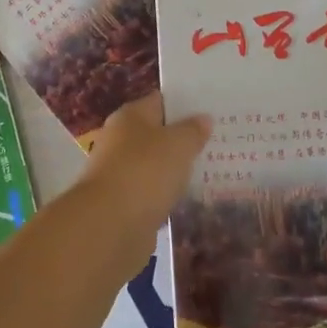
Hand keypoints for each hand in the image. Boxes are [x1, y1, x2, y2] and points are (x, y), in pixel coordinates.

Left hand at [80, 93, 211, 225]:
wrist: (109, 226)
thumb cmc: (145, 172)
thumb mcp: (178, 144)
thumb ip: (193, 130)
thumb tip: (203, 118)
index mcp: (130, 116)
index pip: (160, 101)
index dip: (185, 104)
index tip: (211, 110)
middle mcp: (120, 140)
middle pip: (157, 134)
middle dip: (182, 139)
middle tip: (217, 142)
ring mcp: (120, 173)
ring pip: (155, 165)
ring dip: (175, 169)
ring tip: (209, 171)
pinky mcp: (123, 204)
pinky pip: (152, 192)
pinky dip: (167, 195)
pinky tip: (189, 199)